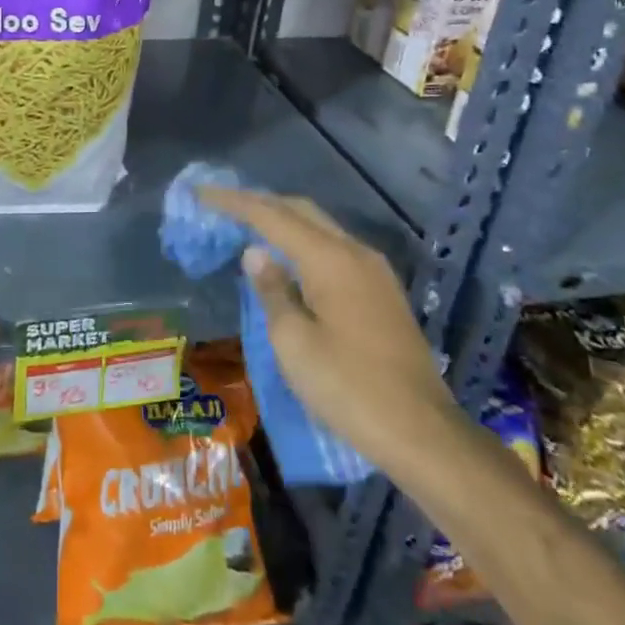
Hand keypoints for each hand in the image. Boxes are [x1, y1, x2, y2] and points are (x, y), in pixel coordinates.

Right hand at [198, 187, 456, 463]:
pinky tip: (287, 259)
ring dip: (283, 222)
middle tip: (222, 205)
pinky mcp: (382, 293)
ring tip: (248, 226)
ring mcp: (375, 272)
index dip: (234, 202)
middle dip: (260, 203)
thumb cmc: (348, 388)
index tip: (202, 192)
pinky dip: (304, 243)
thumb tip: (256, 252)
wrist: (422, 432)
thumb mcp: (294, 342)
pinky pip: (335, 250)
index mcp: (330, 259)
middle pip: (301, 211)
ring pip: (321, 229)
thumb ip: (272, 290)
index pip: (272, 216)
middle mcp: (356, 253)